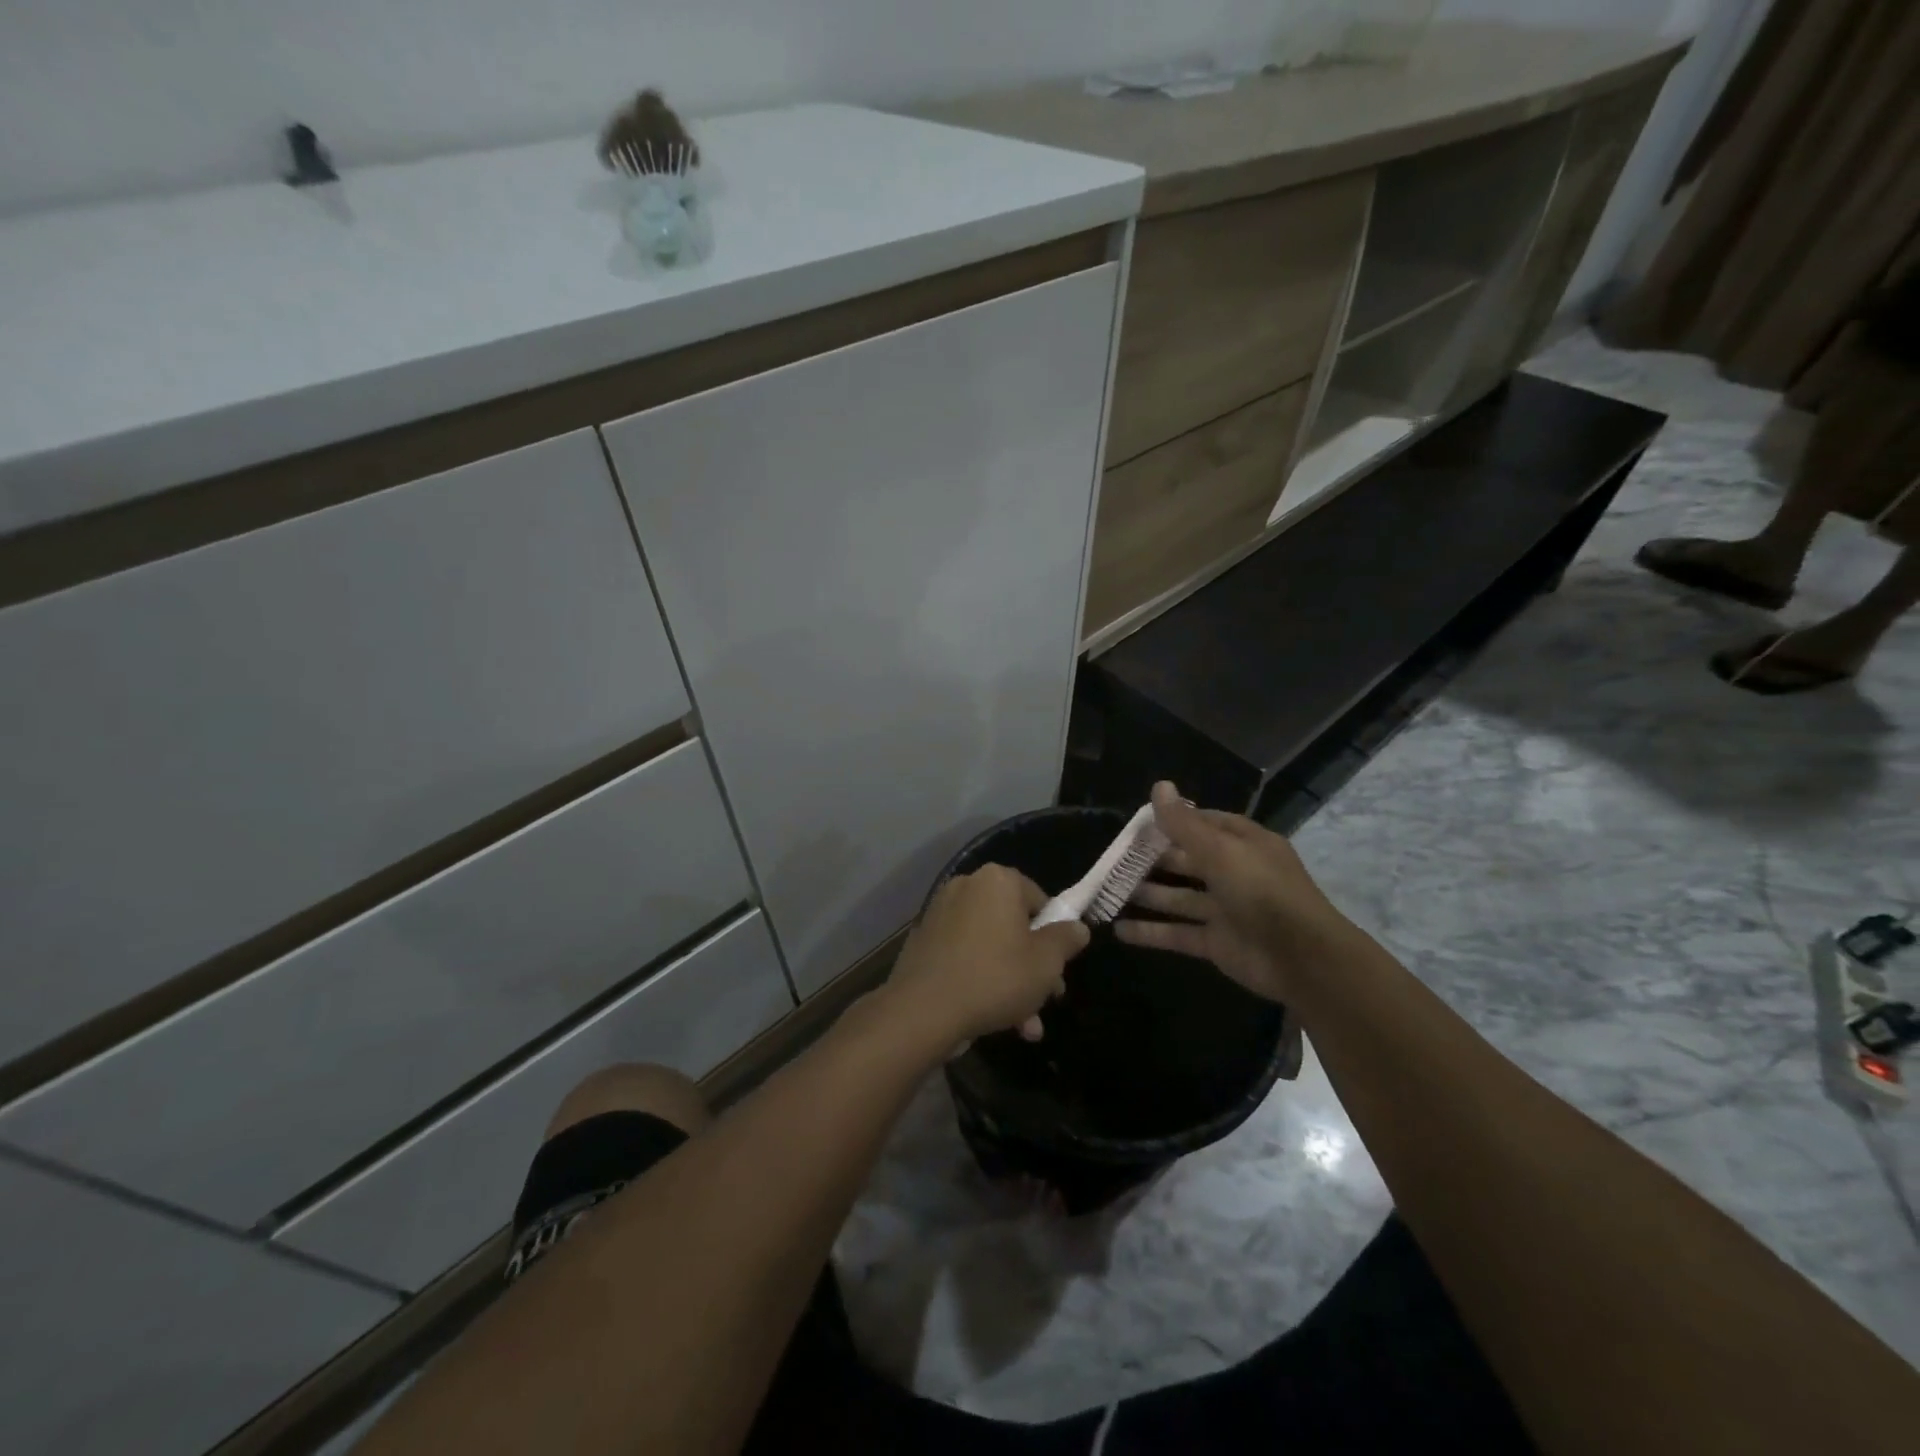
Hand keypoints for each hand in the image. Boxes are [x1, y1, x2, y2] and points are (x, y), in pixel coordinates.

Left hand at [885, 864, 1090, 1050]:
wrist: (924, 1009)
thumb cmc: (996, 977)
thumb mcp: (1046, 963)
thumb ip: (1066, 939)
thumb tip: (1078, 927)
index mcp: (998, 880)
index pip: (1040, 901)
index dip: (1054, 936)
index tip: (1059, 968)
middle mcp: (967, 886)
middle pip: (1013, 925)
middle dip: (1033, 966)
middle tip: (1047, 999)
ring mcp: (941, 912)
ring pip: (990, 945)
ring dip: (1011, 982)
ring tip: (1025, 1026)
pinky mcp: (924, 939)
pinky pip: (965, 954)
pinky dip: (981, 978)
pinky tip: (995, 1018)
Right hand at [1115, 782, 1351, 1002]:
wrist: (1302, 959)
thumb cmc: (1262, 891)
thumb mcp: (1220, 850)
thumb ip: (1184, 824)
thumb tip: (1159, 785)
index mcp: (1243, 844)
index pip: (1204, 824)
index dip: (1172, 821)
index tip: (1137, 823)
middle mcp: (1234, 873)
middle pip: (1186, 861)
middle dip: (1152, 859)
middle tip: (1113, 857)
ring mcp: (1224, 910)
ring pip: (1178, 897)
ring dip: (1146, 895)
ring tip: (1108, 890)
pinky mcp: (1216, 943)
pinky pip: (1177, 933)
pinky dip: (1150, 932)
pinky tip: (1119, 930)